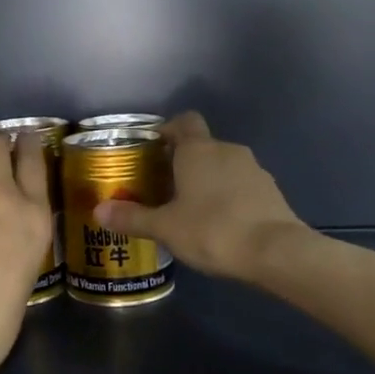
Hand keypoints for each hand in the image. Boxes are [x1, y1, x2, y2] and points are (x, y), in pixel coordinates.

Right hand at [93, 112, 307, 280]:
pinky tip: (219, 223)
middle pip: (202, 146)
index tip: (153, 149)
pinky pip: (242, 185)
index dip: (168, 130)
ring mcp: (254, 169)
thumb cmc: (213, 230)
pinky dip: (229, 196)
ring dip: (208, 180)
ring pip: (223, 166)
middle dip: (183, 162)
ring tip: (190, 209)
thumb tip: (98, 210)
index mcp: (199, 150)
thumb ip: (132, 217)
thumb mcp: (166, 227)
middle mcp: (228, 150)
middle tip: (163, 187)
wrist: (276, 251)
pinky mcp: (270, 191)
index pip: (184, 121)